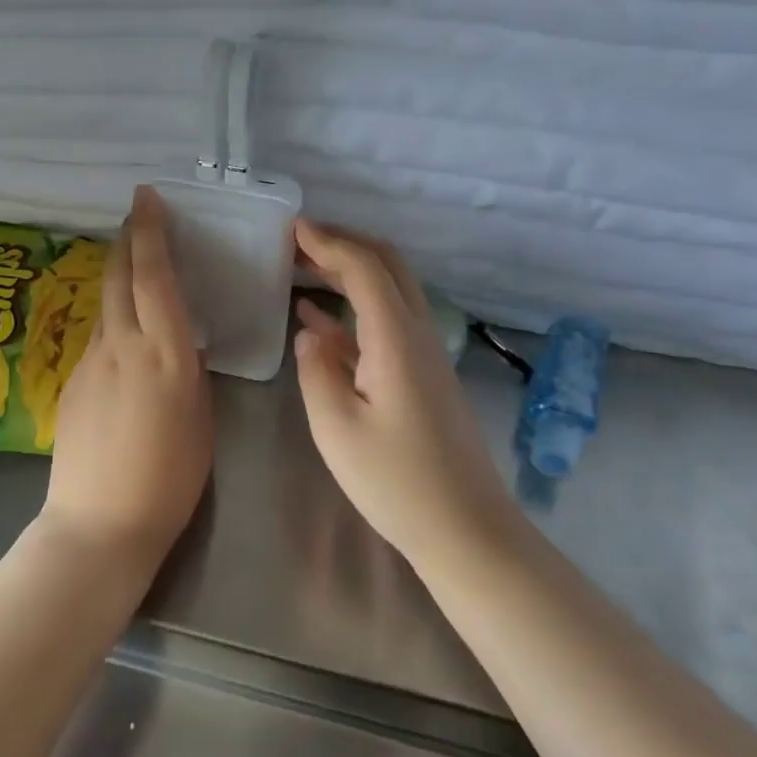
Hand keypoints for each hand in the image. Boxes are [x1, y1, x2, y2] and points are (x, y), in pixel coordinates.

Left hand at [42, 186, 212, 572]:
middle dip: (129, 238)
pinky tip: (123, 334)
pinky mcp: (72, 381)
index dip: (151, 233)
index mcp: (166, 353)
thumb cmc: (170, 477)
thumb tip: (179, 344)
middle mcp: (123, 345)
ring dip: (119, 274)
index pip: (155, 277)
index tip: (148, 199)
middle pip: (120, 276)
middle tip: (138, 214)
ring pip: (106, 303)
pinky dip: (112, 317)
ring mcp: (90, 361)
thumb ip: (189, 370)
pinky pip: (97, 335)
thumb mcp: (200, 417)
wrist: (100, 522)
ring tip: (134, 263)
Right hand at [292, 219, 515, 570]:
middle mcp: (417, 333)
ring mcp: (424, 354)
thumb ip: (316, 371)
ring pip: (388, 292)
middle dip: (344, 244)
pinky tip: (317, 319)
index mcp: (396, 338)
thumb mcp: (337, 428)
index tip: (292, 228)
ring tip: (302, 268)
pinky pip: (386, 324)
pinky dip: (352, 310)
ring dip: (349, 272)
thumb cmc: (397, 481)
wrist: (464, 528)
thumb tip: (310, 333)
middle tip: (298, 241)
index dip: (329, 242)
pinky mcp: (422, 375)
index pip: (365, 268)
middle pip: (387, 267)